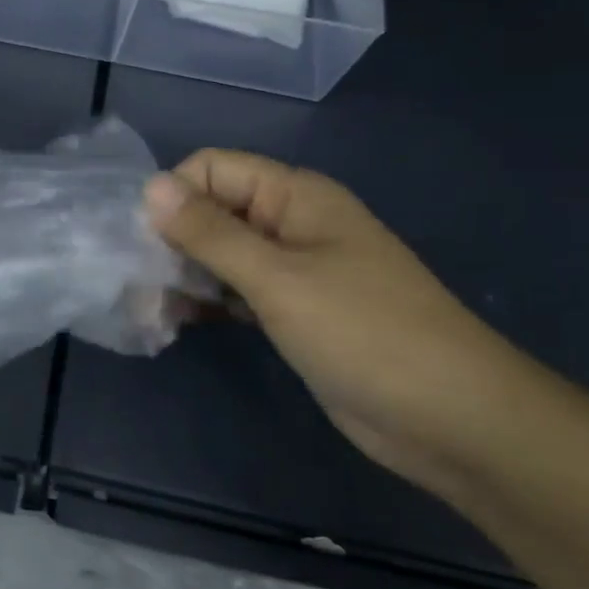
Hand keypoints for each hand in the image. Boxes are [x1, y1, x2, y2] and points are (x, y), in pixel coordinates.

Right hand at [145, 150, 567, 495]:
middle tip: (137, 283)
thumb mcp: (278, 278)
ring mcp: (293, 269)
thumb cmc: (364, 334)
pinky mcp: (292, 310)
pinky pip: (235, 290)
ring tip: (150, 309)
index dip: (174, 196)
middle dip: (171, 239)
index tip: (144, 242)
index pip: (212, 168)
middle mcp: (290, 223)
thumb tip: (150, 186)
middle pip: (212, 210)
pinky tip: (177, 323)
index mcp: (295, 196)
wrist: (452, 419)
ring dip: (183, 274)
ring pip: (220, 253)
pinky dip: (206, 301)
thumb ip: (210, 232)